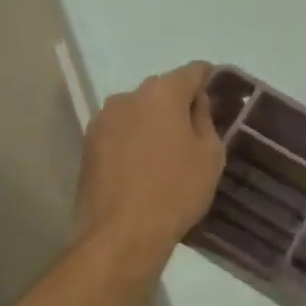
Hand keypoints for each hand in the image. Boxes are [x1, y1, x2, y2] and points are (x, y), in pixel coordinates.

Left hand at [75, 61, 226, 267]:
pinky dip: (132, 141)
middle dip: (178, 104)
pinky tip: (141, 168)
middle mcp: (128, 96)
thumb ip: (205, 119)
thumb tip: (196, 103)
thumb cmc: (175, 191)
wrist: (121, 234)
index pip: (193, 71)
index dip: (209, 80)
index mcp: (162, 92)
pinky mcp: (87, 145)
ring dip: (152, 123)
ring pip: (137, 111)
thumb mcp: (209, 155)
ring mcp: (103, 119)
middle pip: (161, 90)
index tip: (218, 97)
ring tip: (164, 155)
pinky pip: (119, 132)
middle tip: (194, 132)